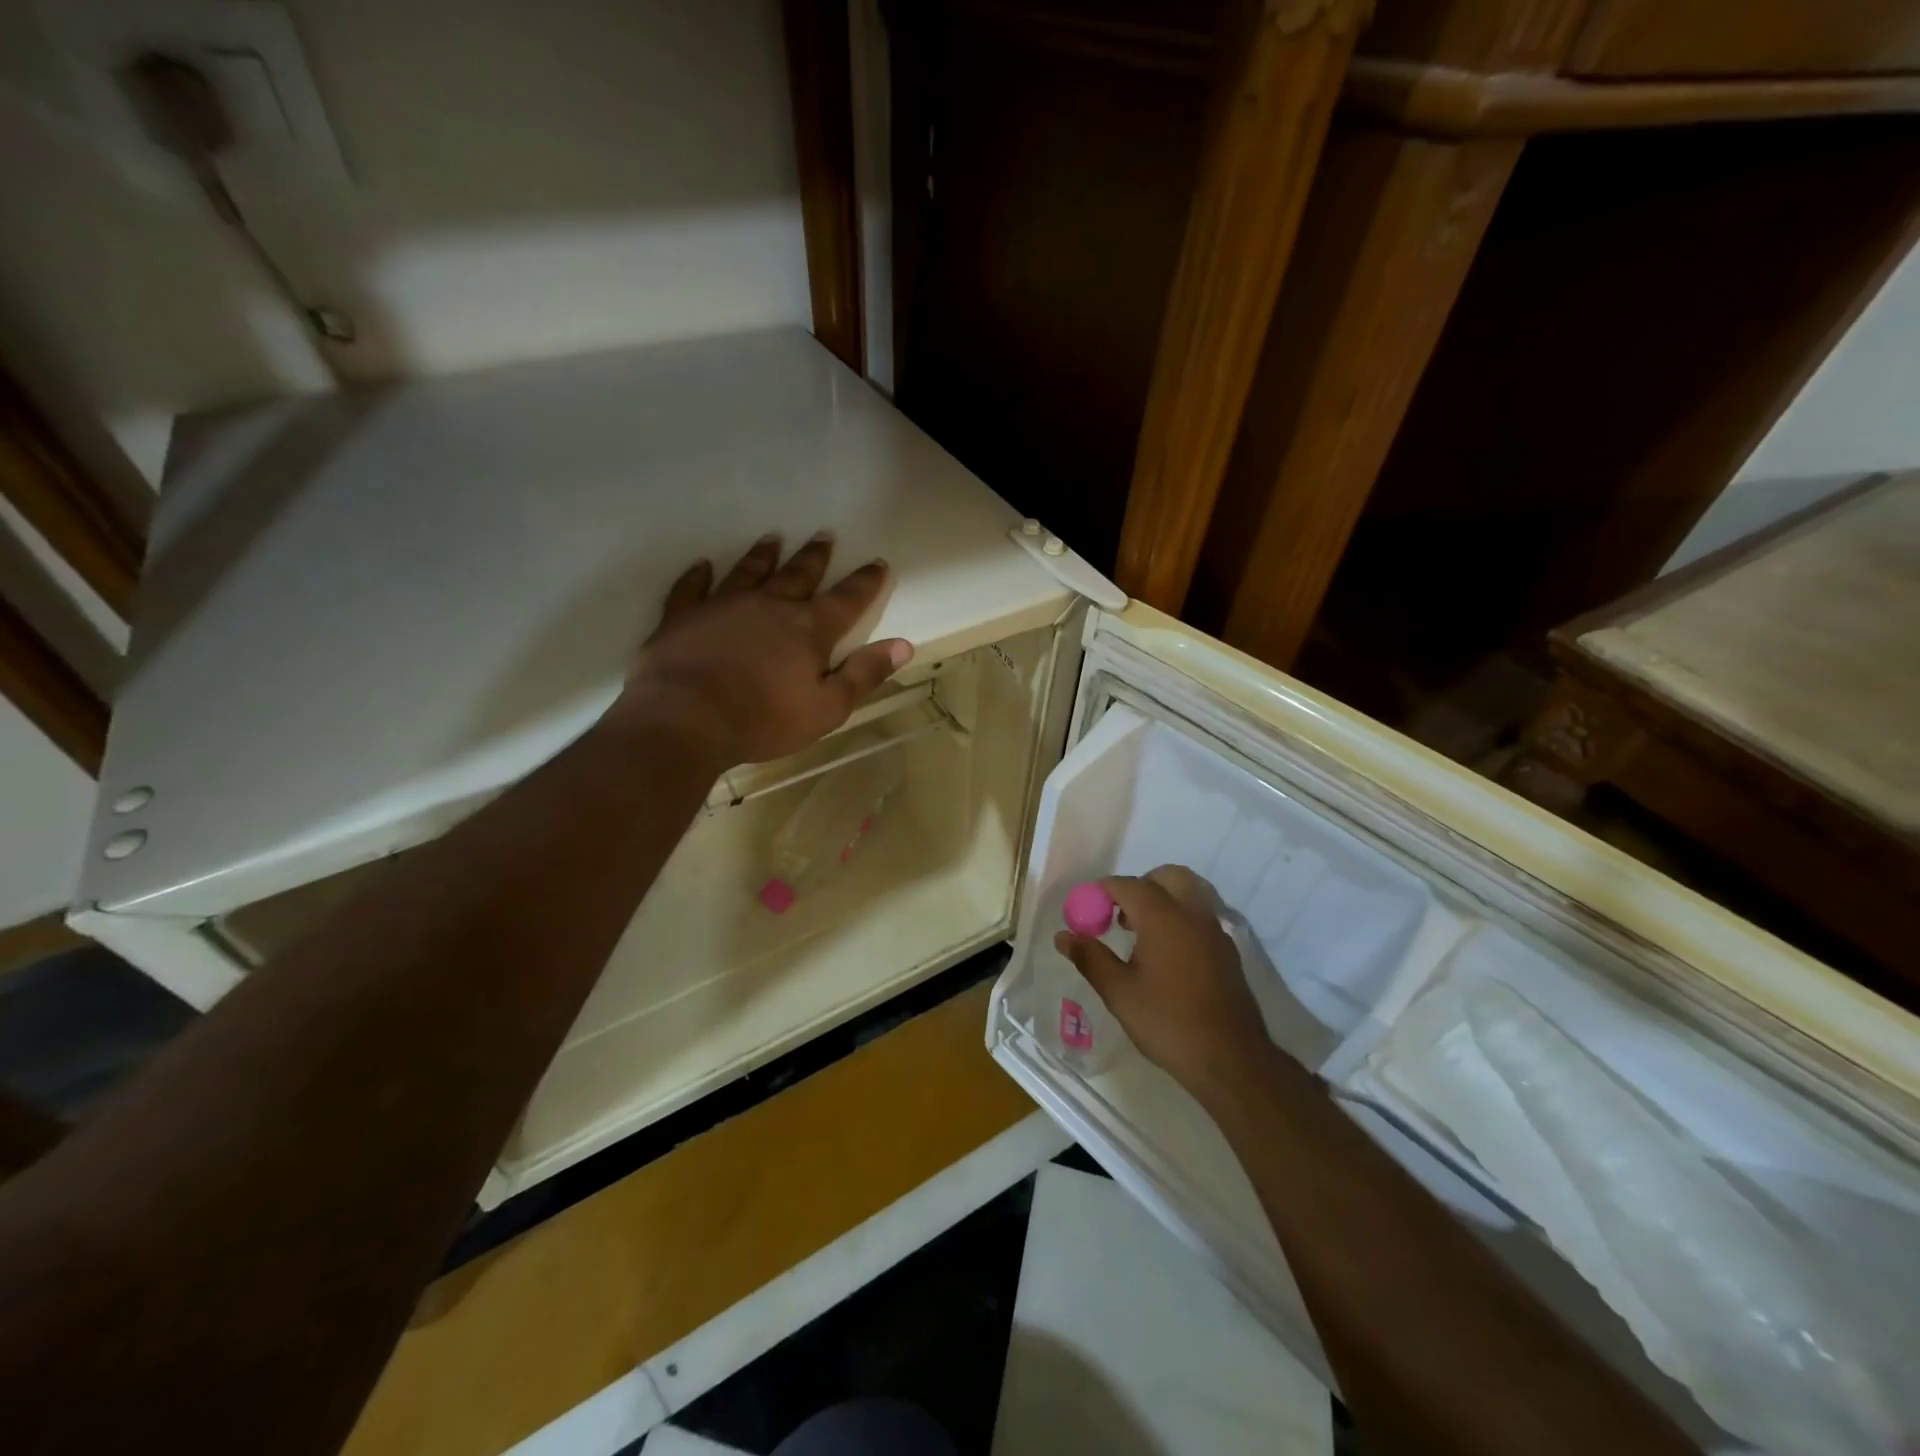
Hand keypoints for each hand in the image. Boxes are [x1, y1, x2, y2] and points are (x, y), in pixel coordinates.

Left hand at [615, 532, 913, 764]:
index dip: (864, 582)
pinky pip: (692, 587)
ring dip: (763, 555)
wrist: (685, 719)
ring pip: (748, 571)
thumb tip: (903, 645)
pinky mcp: (683, 616)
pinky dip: (698, 575)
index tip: (877, 562)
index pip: (846, 599)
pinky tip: (702, 565)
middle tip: (824, 535)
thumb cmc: (763, 720)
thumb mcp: (827, 707)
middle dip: (815, 556)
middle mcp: (769, 606)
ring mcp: (722, 605)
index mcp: (807, 629)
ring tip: (773, 538)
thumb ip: (864, 674)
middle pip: (797, 574)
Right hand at [1055, 866, 1275, 1099]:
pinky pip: (1200, 917)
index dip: (1102, 892)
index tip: (1085, 910)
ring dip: (1163, 900)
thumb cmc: (1168, 1022)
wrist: (1231, 1060)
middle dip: (1139, 887)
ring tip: (1141, 936)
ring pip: (1189, 894)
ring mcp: (1215, 931)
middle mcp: (1192, 913)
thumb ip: (1090, 957)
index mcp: (1163, 916)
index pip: (1128, 885)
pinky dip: (1180, 919)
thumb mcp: (1119, 992)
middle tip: (1118, 915)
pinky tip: (1166, 956)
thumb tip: (1064, 936)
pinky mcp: (1227, 951)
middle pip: (1167, 877)